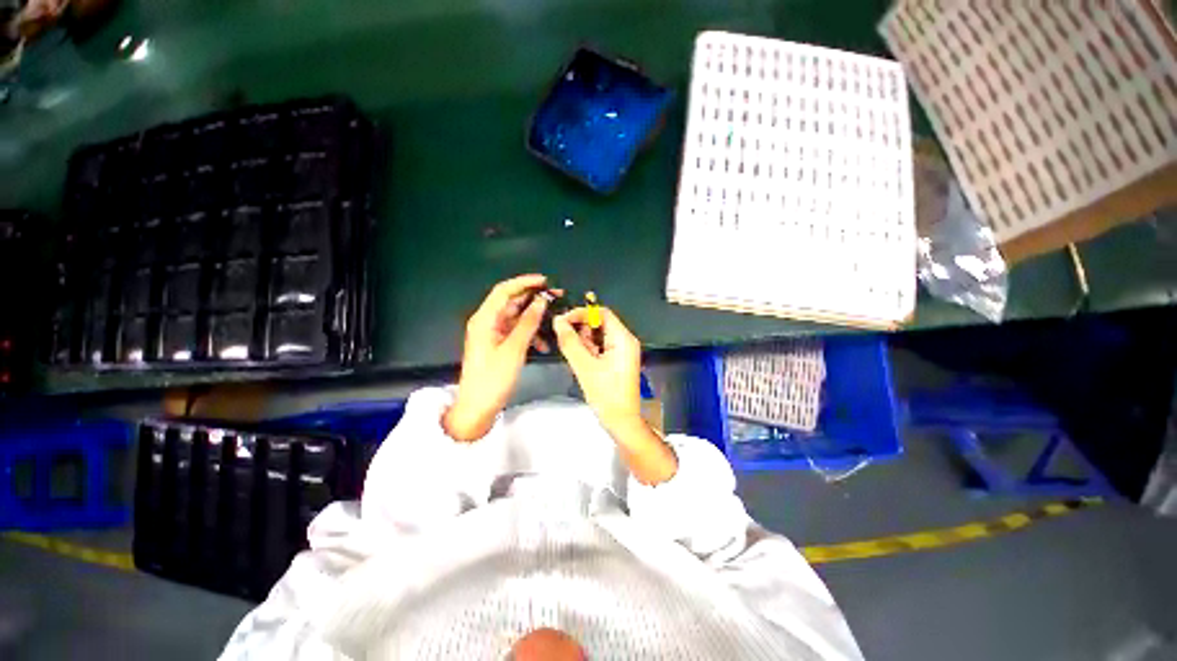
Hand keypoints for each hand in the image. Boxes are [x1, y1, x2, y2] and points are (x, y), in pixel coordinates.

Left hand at [443, 274, 553, 441]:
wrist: (477, 408)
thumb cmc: (493, 379)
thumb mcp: (514, 349)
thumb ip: (528, 323)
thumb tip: (541, 301)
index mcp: (485, 319)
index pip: (504, 290)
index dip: (524, 282)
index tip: (545, 281)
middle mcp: (487, 322)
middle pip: (511, 302)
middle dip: (534, 298)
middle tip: (557, 296)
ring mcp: (492, 334)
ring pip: (516, 317)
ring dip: (535, 318)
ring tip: (555, 319)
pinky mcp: (498, 344)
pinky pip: (516, 332)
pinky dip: (530, 334)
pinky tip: (543, 344)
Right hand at [552, 306, 643, 434]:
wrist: (621, 422)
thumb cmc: (606, 395)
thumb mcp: (584, 367)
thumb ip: (570, 342)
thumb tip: (558, 321)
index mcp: (623, 339)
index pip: (602, 313)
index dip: (581, 313)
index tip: (562, 321)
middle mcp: (625, 341)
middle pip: (601, 323)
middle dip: (582, 329)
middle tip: (566, 341)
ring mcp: (622, 351)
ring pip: (599, 335)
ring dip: (584, 341)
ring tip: (576, 357)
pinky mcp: (617, 360)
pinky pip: (601, 347)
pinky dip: (589, 350)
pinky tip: (582, 362)